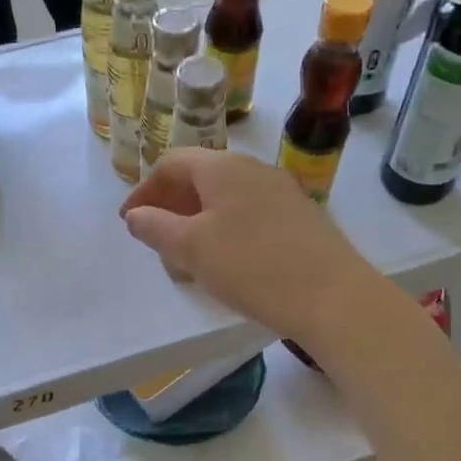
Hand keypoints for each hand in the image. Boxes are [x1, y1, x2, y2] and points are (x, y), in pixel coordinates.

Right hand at [119, 149, 389, 347]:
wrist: (331, 295)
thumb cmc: (251, 265)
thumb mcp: (191, 248)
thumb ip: (156, 227)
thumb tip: (135, 215)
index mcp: (223, 167)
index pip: (172, 164)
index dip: (144, 191)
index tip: (129, 221)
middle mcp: (253, 169)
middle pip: (200, 178)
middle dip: (171, 206)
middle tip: (155, 240)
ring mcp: (281, 191)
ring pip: (226, 198)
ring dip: (198, 221)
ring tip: (186, 256)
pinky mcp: (300, 218)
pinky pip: (249, 214)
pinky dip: (225, 230)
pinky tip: (226, 261)